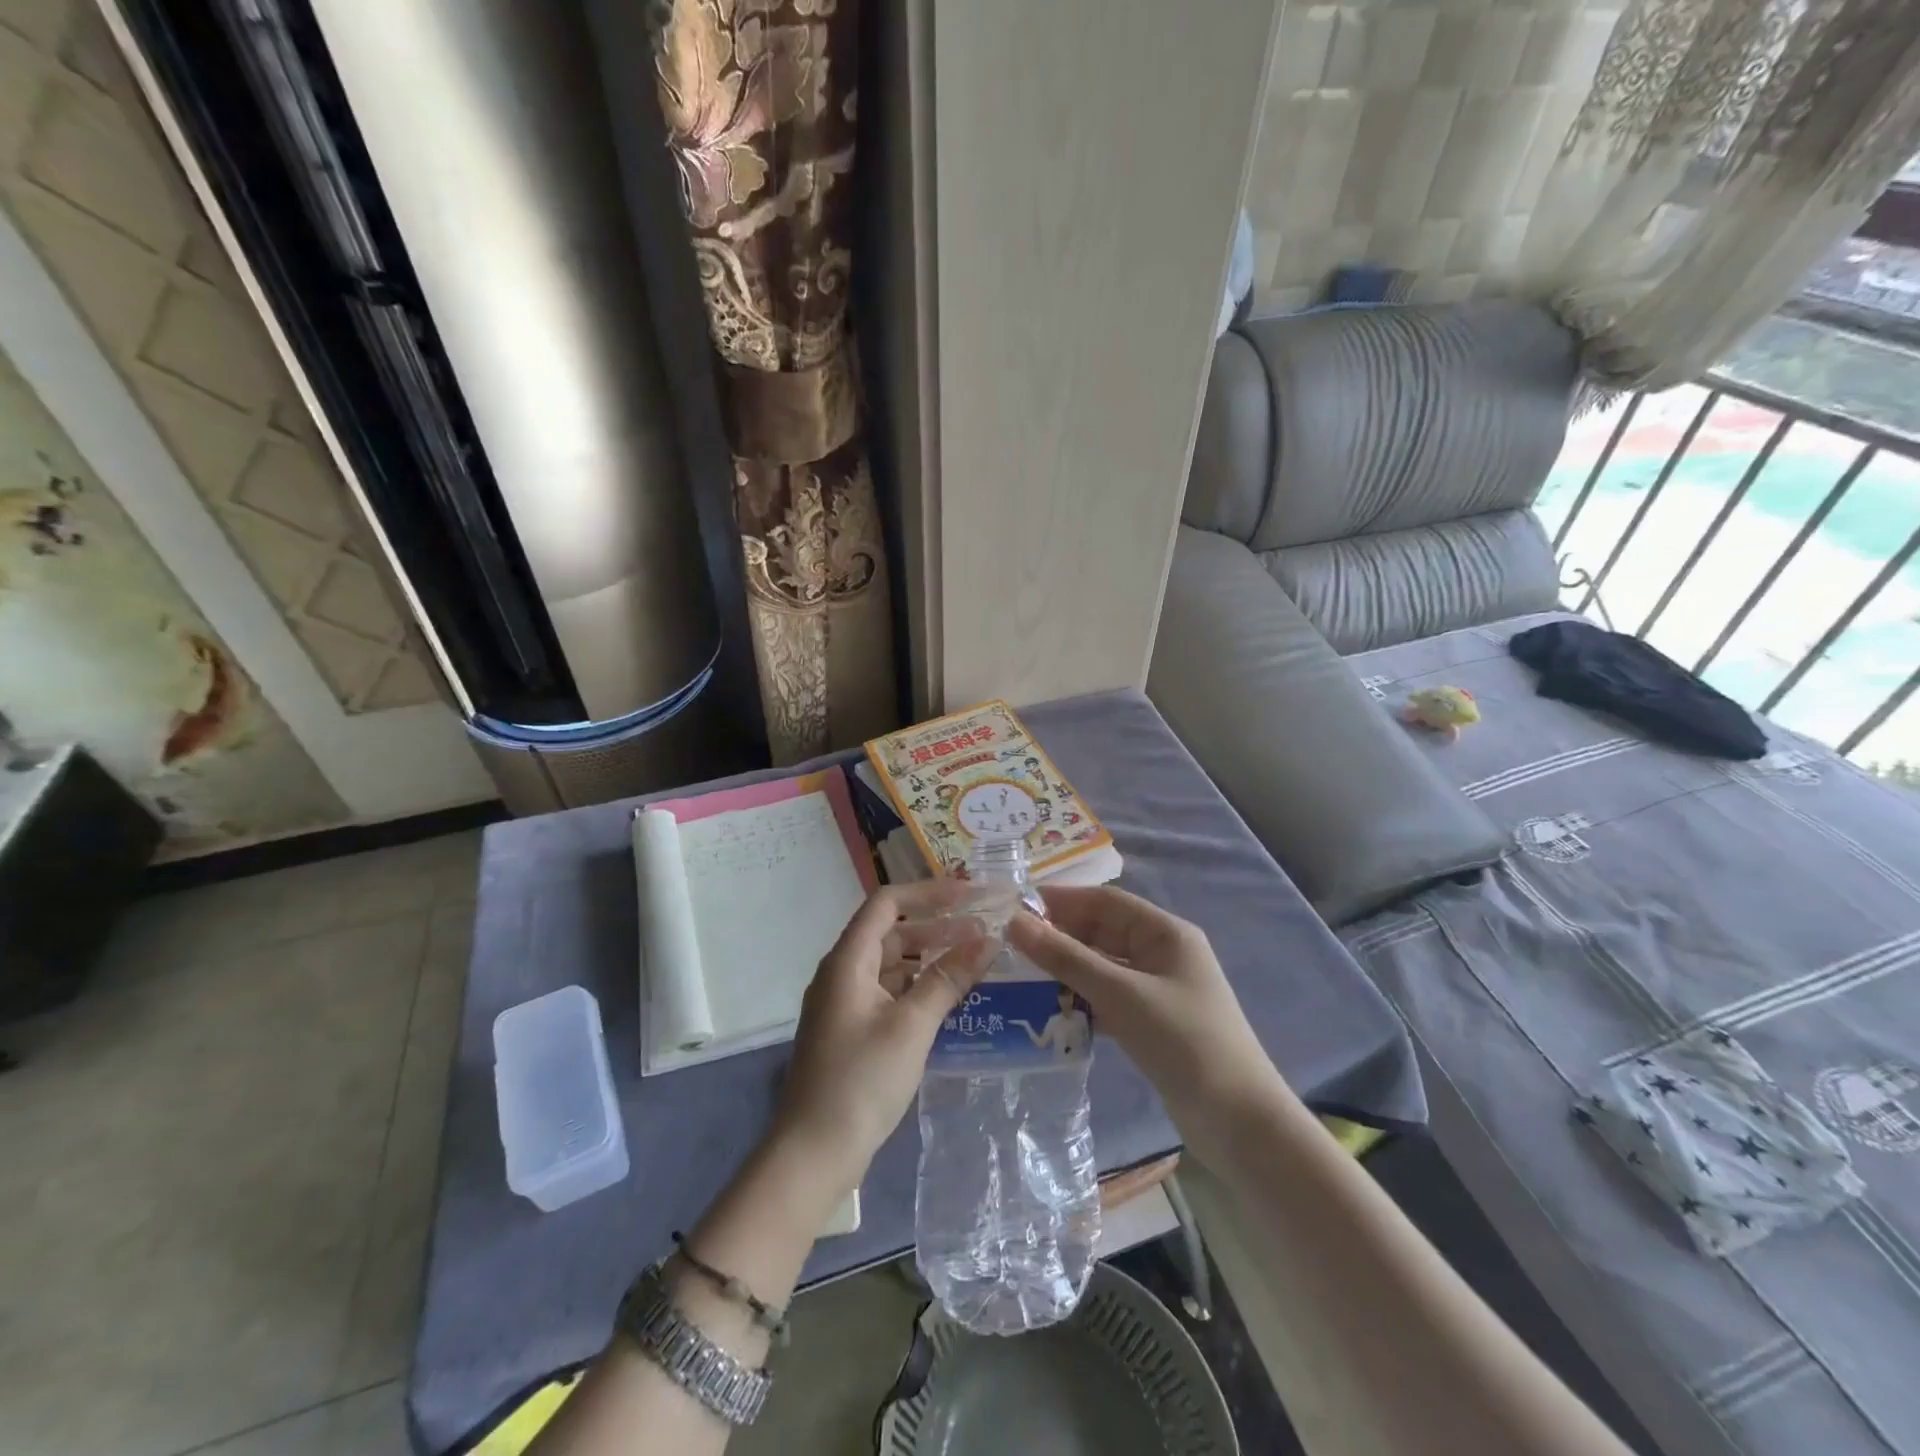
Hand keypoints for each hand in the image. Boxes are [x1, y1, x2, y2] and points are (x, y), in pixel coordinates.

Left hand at [772, 881, 994, 1197]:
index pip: (887, 903)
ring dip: (928, 958)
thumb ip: (948, 978)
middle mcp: (841, 973)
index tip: (970, 896)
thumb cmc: (861, 1080)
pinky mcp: (851, 1030)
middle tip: (982, 931)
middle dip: (936, 926)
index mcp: (847, 960)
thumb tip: (987, 939)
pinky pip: (888, 992)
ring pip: (890, 964)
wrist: (813, 1153)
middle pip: (890, 932)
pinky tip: (948, 1000)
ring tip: (973, 962)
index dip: (928, 893)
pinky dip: (917, 987)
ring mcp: (844, 1003)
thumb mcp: (912, 1025)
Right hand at [1007, 886, 1284, 1125]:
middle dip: (1059, 936)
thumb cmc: (1184, 1042)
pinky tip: (1048, 1009)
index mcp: (1165, 933)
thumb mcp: (1122, 995)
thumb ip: (1067, 958)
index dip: (1061, 900)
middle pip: (1102, 932)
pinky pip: (1107, 997)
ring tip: (1018, 975)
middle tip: (1008, 945)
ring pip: (1101, 966)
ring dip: (1066, 970)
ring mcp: (1157, 989)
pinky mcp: (1150, 1021)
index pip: (1105, 901)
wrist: (1239, 1123)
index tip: (1014, 907)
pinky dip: (1080, 999)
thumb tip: (1016, 922)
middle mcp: (1161, 953)